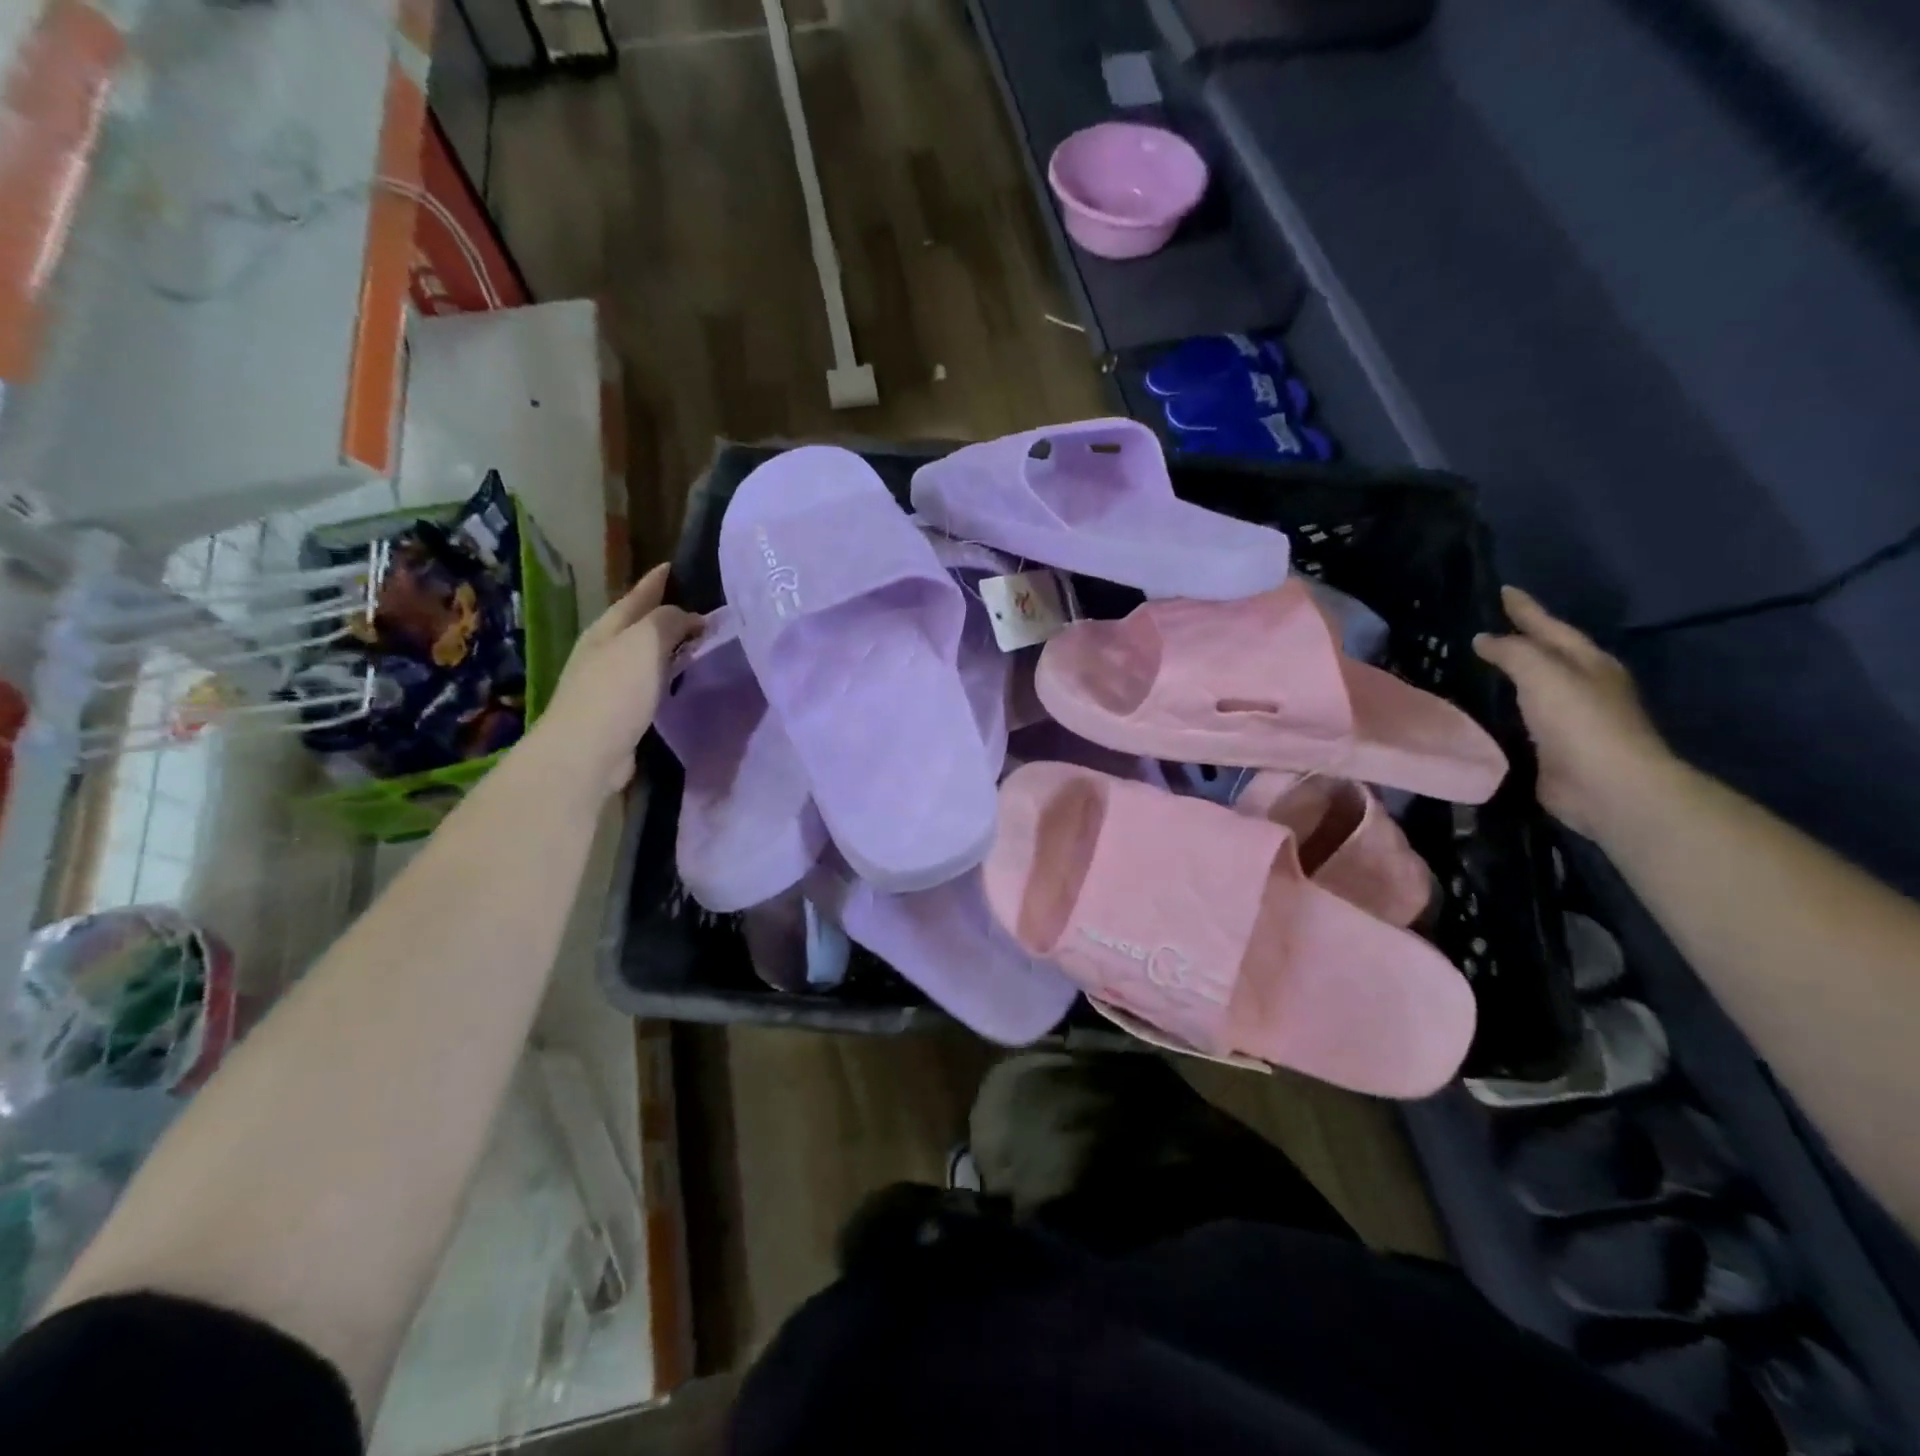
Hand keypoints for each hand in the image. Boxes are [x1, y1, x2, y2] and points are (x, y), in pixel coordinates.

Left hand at [532, 563, 703, 796]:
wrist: (587, 752)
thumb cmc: (615, 690)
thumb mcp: (645, 643)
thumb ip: (669, 621)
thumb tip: (691, 617)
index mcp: (606, 629)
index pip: (636, 597)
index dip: (656, 582)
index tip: (675, 567)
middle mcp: (604, 652)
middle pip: (638, 625)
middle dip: (664, 615)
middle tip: (699, 608)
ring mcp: (609, 684)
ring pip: (645, 656)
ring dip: (668, 647)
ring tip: (698, 642)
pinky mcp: (620, 714)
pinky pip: (649, 684)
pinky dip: (667, 676)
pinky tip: (682, 681)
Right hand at [1473, 587, 1676, 838]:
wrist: (1606, 787)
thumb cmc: (1580, 722)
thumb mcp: (1544, 674)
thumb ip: (1513, 653)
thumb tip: (1484, 639)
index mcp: (1588, 663)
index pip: (1550, 627)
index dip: (1526, 609)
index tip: (1502, 590)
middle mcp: (1581, 686)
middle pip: (1547, 655)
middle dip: (1521, 639)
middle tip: (1486, 628)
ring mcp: (1567, 720)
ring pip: (1532, 687)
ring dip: (1509, 676)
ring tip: (1476, 666)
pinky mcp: (1549, 748)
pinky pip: (1519, 720)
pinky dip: (1501, 710)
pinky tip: (1479, 709)